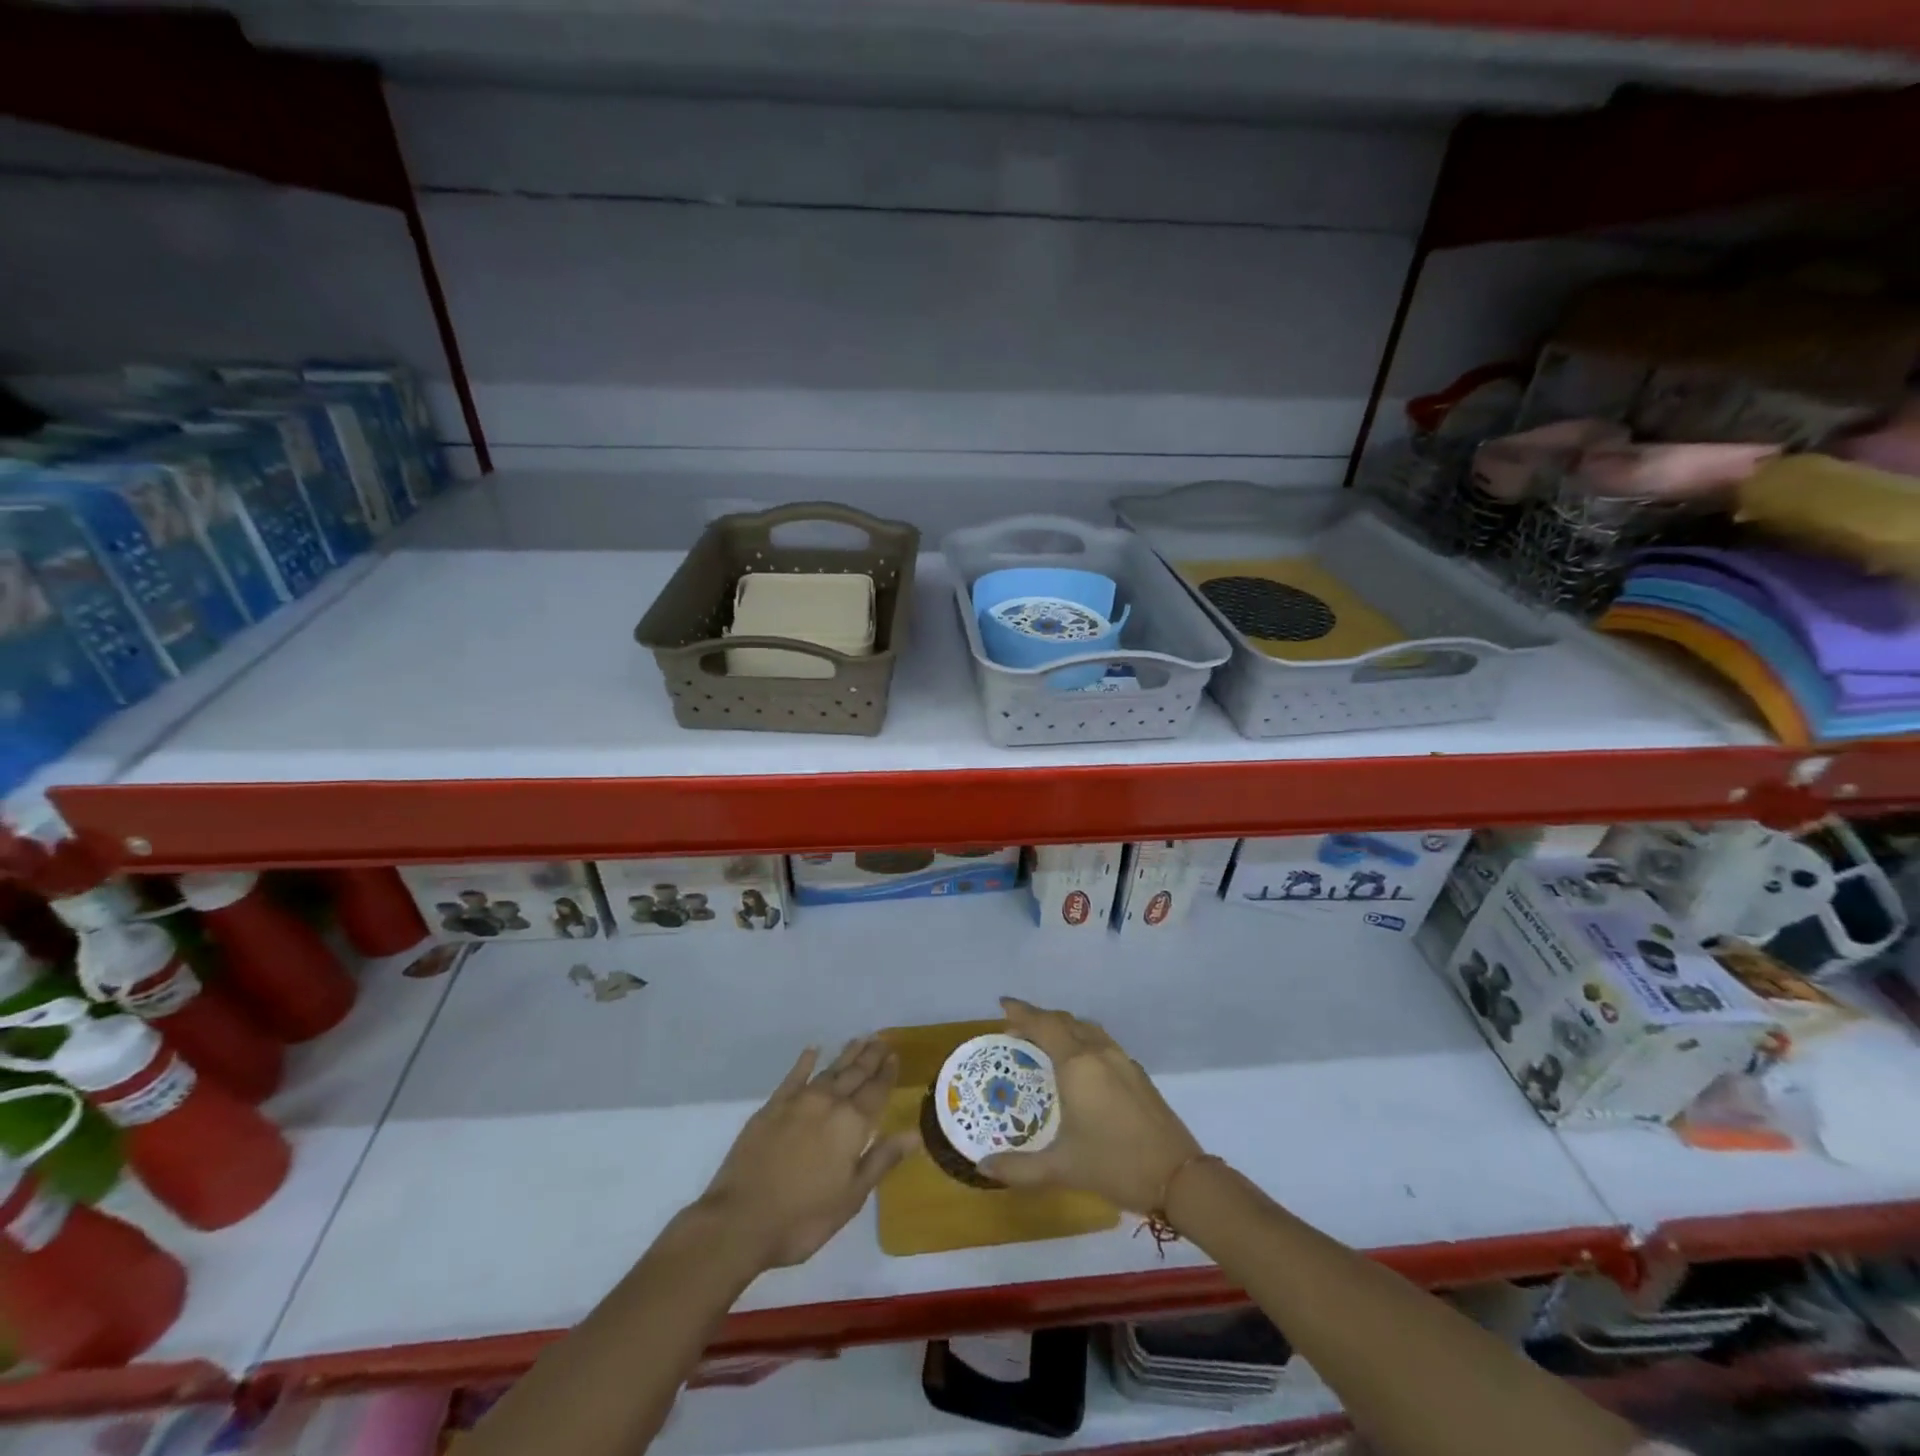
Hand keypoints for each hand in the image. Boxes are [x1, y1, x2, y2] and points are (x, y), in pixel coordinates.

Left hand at [699, 1037, 917, 1269]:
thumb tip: (914, 1133)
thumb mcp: (851, 1197)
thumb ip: (881, 1160)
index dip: (886, 1073)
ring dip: (846, 1055)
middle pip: (854, 1074)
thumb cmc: (804, 1217)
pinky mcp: (772, 1107)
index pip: (876, 1091)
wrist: (740, 1220)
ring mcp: (798, 1102)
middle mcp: (828, 1103)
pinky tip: (813, 1050)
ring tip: (859, 1040)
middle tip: (881, 1039)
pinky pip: (794, 1076)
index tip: (894, 1055)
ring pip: (829, 1070)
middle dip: (870, 1057)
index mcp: (852, 1125)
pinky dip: (805, 1061)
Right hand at [978, 997, 1203, 1213]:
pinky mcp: (1137, 1074)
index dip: (1022, 1013)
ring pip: (1086, 1028)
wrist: (1179, 1177)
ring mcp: (1122, 1061)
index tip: (1003, 1005)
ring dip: (1063, 1026)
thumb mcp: (1061, 1169)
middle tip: (1016, 1029)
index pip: (1043, 1025)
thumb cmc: (1114, 1165)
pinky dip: (1082, 1039)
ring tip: (1045, 1041)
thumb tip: (983, 1167)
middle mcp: (1099, 1053)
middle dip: (1039, 1019)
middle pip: (1065, 1021)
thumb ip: (1019, 1168)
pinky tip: (1079, 1064)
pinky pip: (1102, 1042)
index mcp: (1077, 1065)